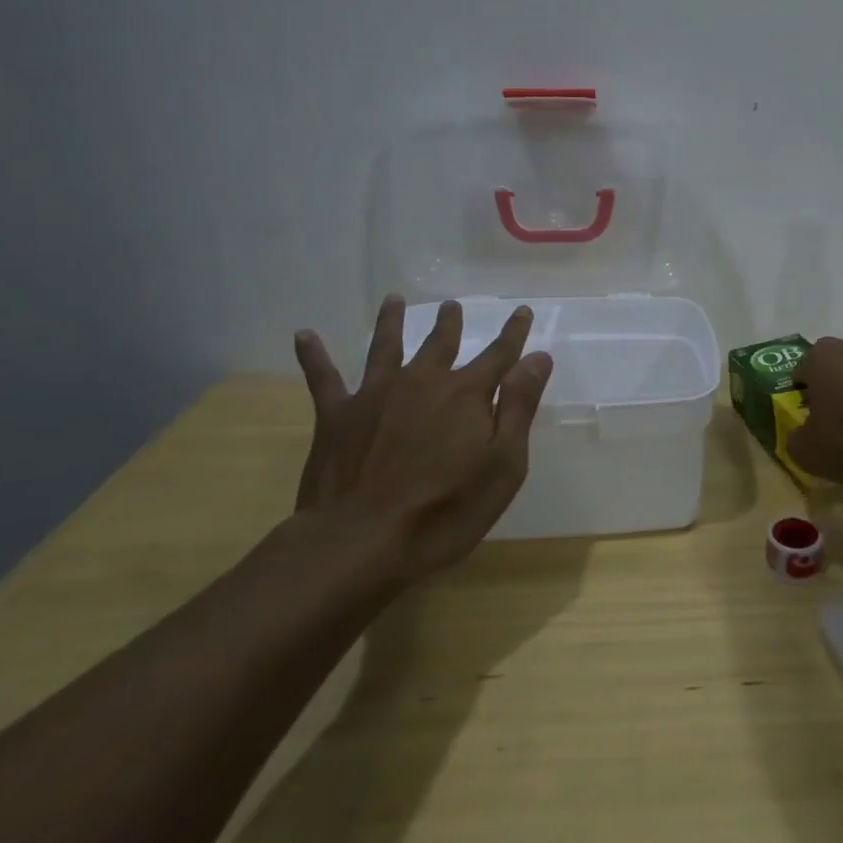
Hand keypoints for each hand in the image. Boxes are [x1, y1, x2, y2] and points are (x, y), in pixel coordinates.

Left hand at [291, 296, 553, 579]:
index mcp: (466, 394)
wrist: (361, 542)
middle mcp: (422, 381)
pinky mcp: (337, 416)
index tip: (522, 311)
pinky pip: (323, 378)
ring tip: (394, 299)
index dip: (513, 333)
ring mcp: (376, 394)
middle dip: (450, 323)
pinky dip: (314, 355)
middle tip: (452, 305)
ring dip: (391, 322)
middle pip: (440, 343)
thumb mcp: (503, 465)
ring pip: (386, 346)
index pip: (498, 355)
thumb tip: (539, 357)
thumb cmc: (445, 511)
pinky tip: (304, 335)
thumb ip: (520, 407)